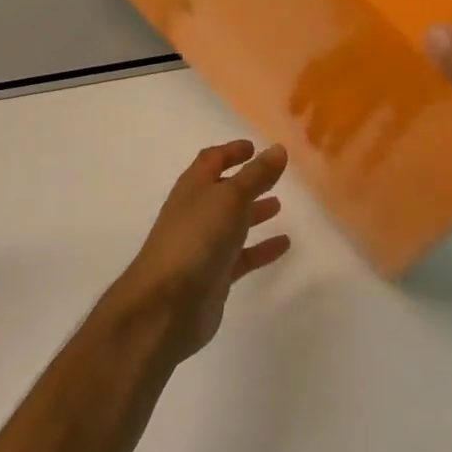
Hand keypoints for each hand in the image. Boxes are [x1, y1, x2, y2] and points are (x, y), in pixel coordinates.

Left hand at [102, 141, 290, 361]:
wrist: (167, 304)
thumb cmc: (196, 239)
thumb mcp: (229, 199)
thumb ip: (255, 175)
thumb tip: (278, 149)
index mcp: (193, 189)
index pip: (211, 161)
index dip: (231, 151)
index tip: (254, 147)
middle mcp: (196, 214)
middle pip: (223, 191)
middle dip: (246, 182)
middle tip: (274, 175)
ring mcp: (203, 246)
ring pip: (232, 224)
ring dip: (253, 213)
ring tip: (279, 205)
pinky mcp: (214, 275)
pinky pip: (242, 256)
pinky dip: (261, 248)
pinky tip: (284, 244)